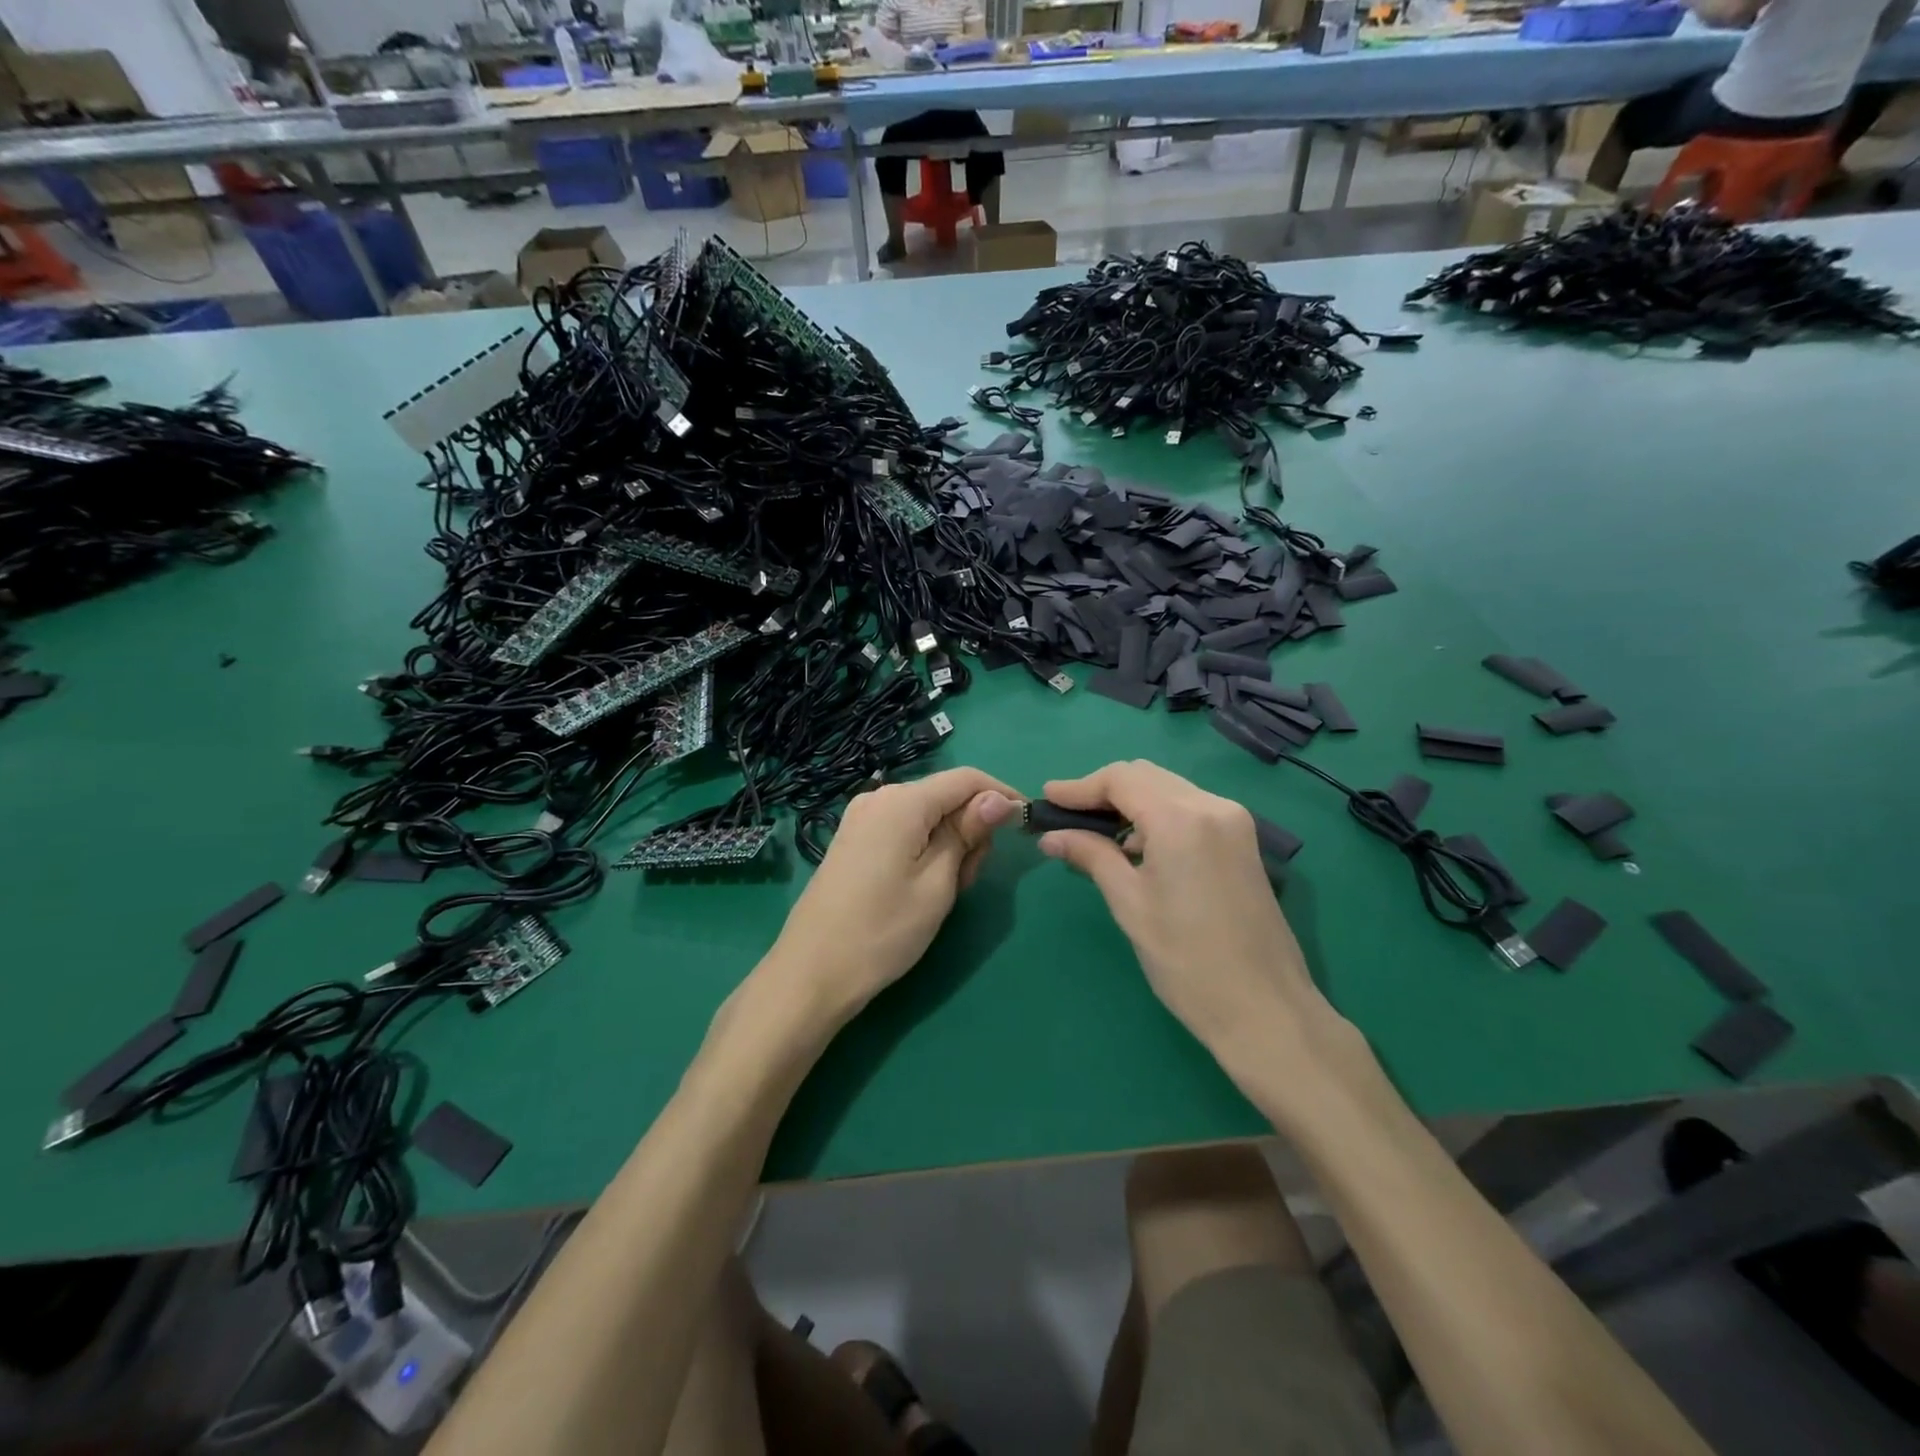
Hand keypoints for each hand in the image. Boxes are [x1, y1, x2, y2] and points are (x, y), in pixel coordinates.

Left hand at [760, 767, 1016, 1027]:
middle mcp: (879, 798)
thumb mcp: (938, 883)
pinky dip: (924, 850)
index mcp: (902, 801)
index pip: (966, 778)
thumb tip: (999, 798)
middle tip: (968, 881)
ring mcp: (861, 819)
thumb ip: (968, 833)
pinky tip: (920, 887)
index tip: (1025, 826)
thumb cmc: (884, 930)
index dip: (1001, 795)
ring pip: (926, 817)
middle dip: (970, 829)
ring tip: (943, 894)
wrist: (812, 973)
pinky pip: (904, 830)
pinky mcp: (853, 840)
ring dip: (948, 845)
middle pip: (945, 797)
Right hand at [1037, 761, 1349, 1086]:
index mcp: (1181, 818)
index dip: (1079, 786)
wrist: (1265, 1009)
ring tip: (1096, 835)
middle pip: (1146, 776)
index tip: (1047, 799)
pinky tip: (1136, 847)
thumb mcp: (1129, 904)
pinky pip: (1189, 808)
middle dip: (1103, 791)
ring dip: (1130, 803)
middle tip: (1067, 816)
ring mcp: (1233, 821)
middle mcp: (1212, 805)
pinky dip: (1157, 816)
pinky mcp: (1243, 841)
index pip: (1120, 779)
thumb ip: (1091, 856)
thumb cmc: (1186, 960)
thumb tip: (1051, 836)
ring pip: (1168, 789)